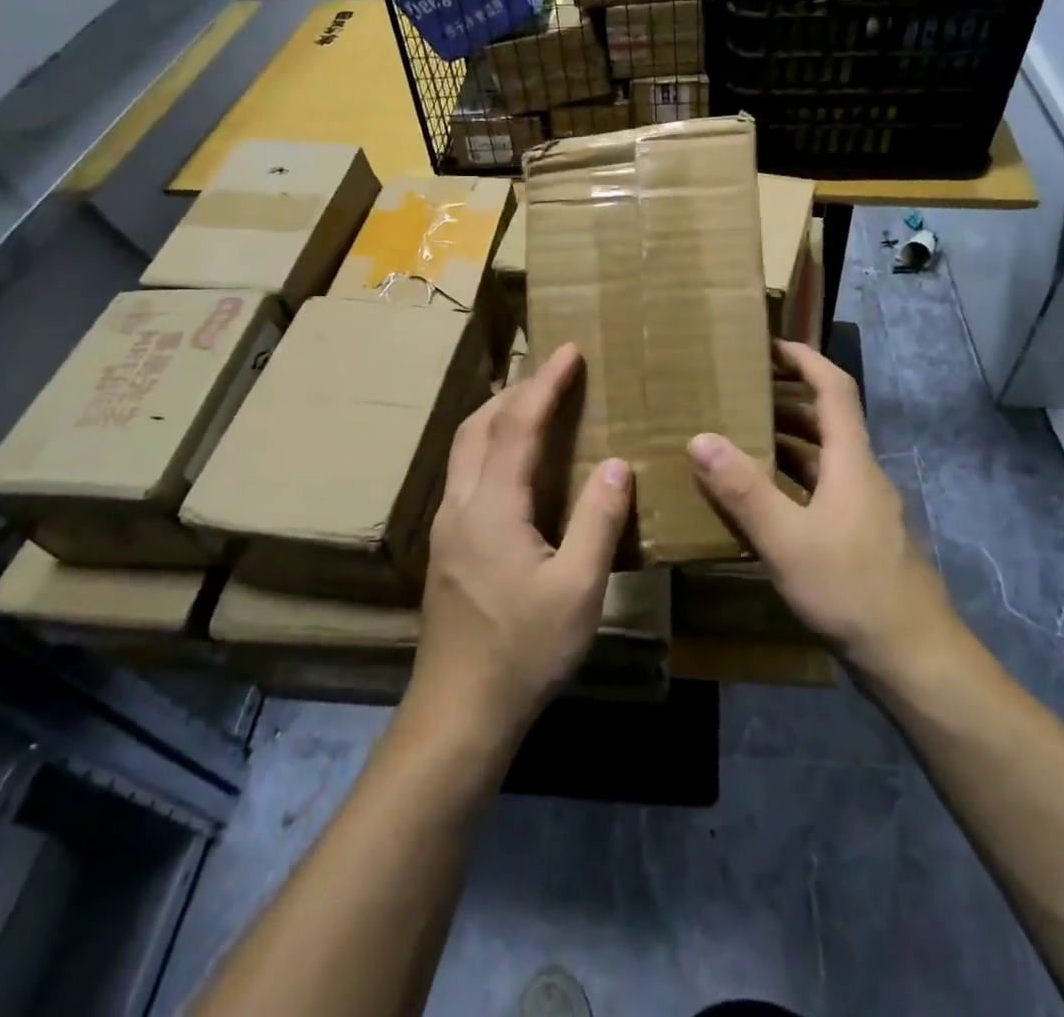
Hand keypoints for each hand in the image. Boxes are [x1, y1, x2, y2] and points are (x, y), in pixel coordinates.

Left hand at [410, 344, 630, 746]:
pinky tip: (515, 465)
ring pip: (464, 449)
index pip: (517, 426)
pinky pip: (465, 473)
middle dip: (515, 391)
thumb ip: (598, 520)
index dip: (545, 384)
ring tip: (534, 406)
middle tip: (553, 375)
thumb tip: (617, 463)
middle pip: (478, 426)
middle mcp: (460, 504)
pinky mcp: (446, 547)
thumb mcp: (578, 588)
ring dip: (497, 416)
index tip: (569, 351)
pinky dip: (490, 446)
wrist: (459, 712)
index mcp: (492, 507)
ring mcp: (446, 527)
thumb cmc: (524, 650)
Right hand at [689, 340, 958, 685]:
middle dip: (784, 402)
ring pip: (822, 460)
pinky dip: (790, 484)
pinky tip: (761, 505)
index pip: (834, 389)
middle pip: (826, 422)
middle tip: (737, 396)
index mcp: (851, 461)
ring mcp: (863, 509)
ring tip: (738, 442)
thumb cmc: (851, 589)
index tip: (770, 345)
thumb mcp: (787, 540)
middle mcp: (861, 475)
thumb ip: (744, 490)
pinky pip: (821, 492)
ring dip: (785, 445)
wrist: (913, 657)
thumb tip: (700, 438)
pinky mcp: (859, 538)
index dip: (805, 360)